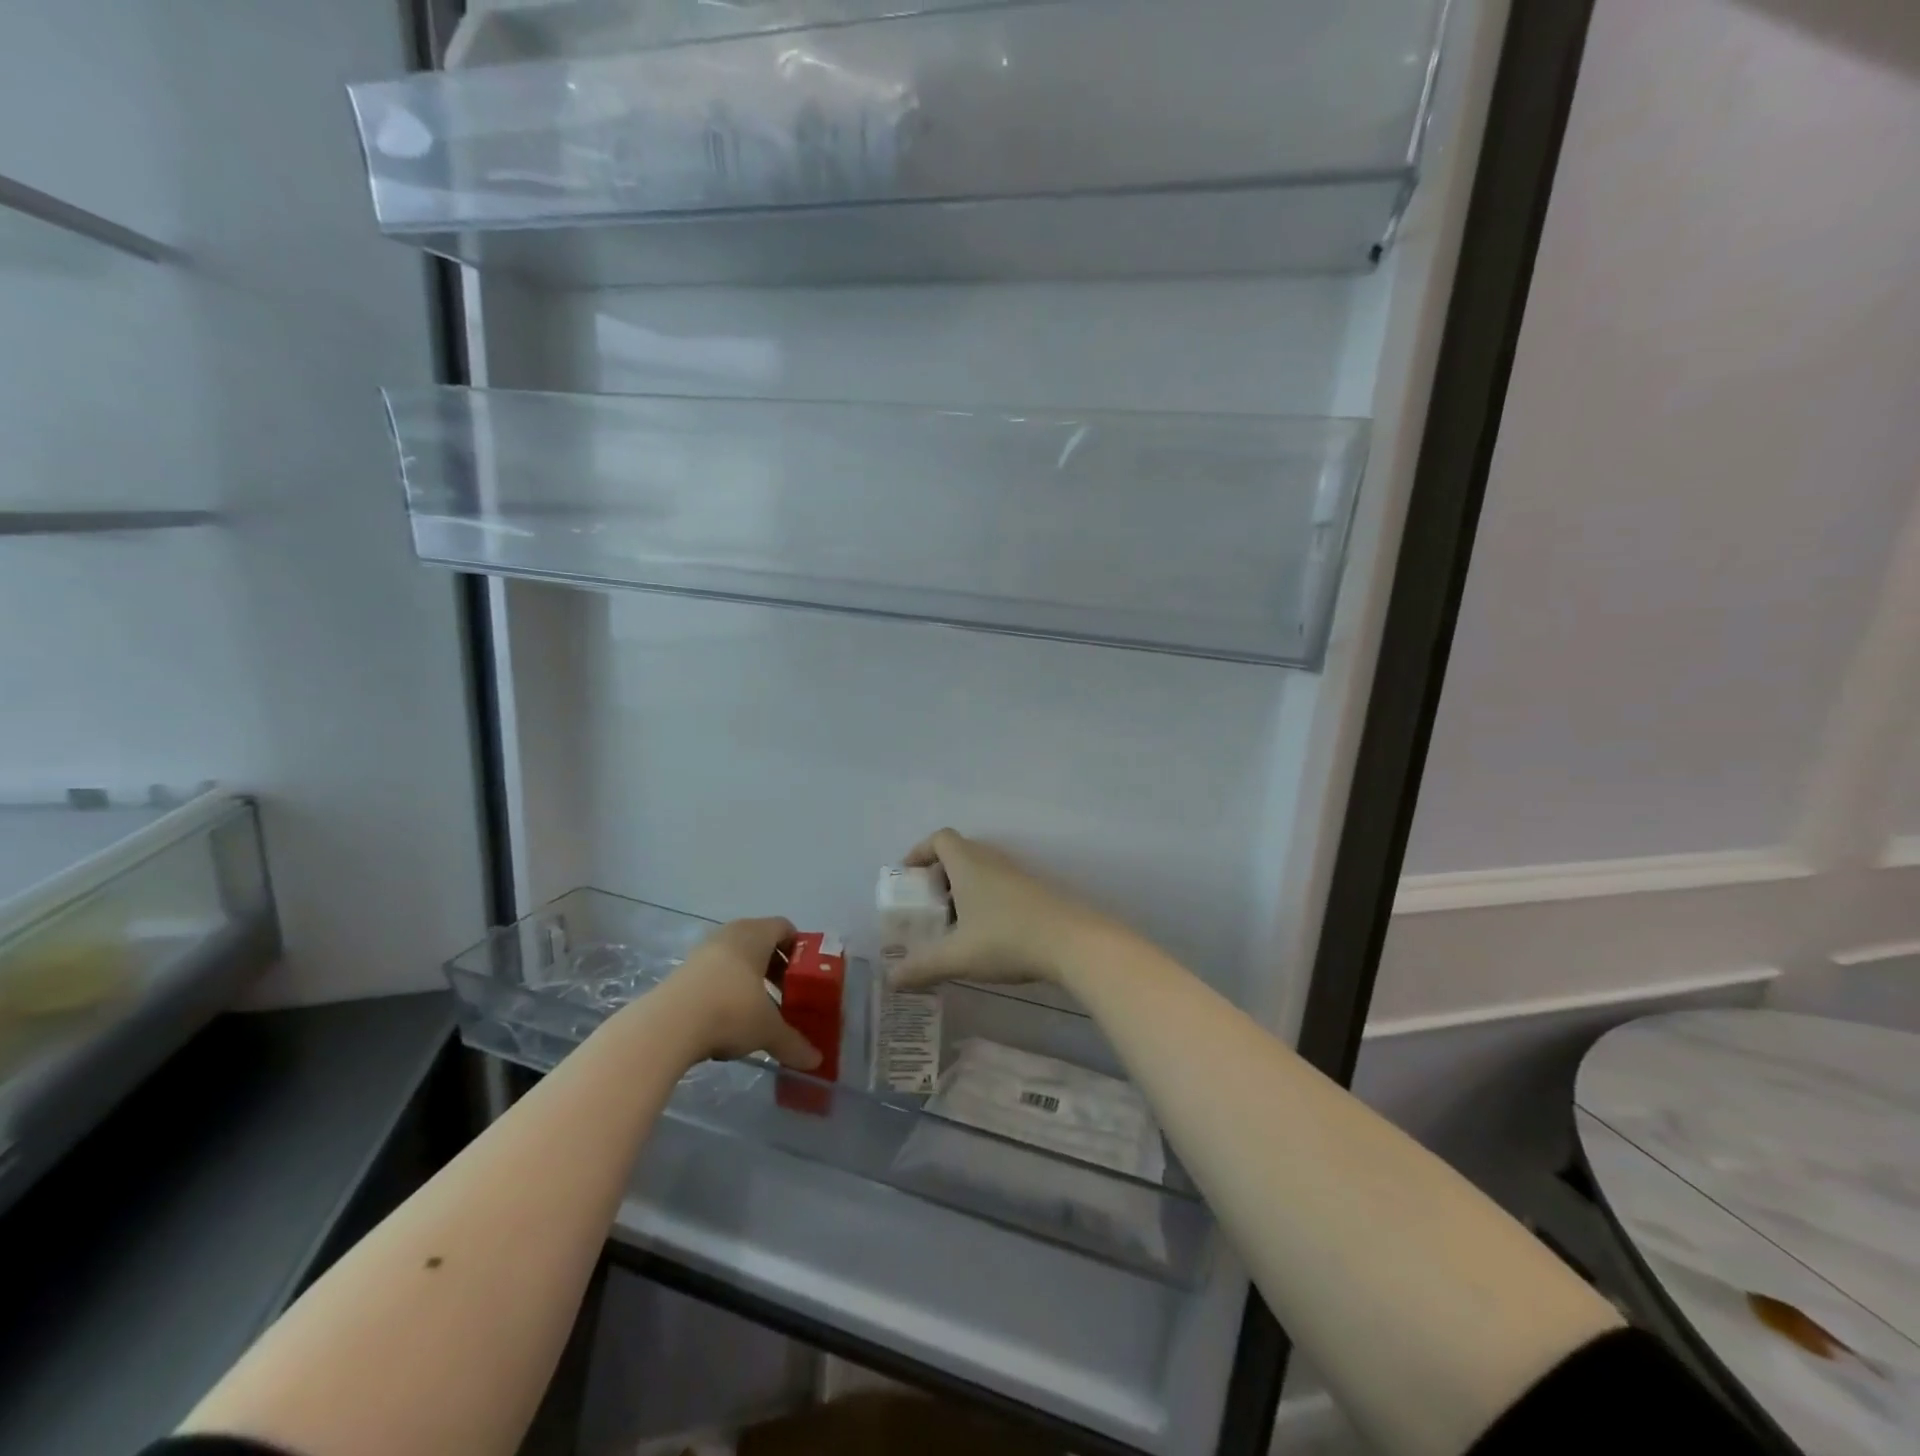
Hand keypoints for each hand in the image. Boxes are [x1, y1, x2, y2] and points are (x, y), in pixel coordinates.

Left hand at [656, 917, 822, 1071]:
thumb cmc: (730, 1011)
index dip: (798, 948)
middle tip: (786, 992)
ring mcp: (703, 951)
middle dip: (775, 965)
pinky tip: (727, 1015)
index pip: (784, 927)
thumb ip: (793, 1043)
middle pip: (760, 940)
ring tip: (757, 1007)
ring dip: (749, 976)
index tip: (805, 973)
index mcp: (756, 935)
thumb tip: (816, 1061)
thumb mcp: (767, 1029)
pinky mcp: (682, 971)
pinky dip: (726, 986)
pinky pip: (714, 971)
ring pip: (735, 956)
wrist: (667, 1025)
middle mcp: (730, 934)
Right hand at [891, 829, 1120, 990]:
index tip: (908, 877)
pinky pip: (999, 886)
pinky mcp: (1034, 892)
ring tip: (953, 926)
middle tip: (927, 907)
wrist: (1072, 942)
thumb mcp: (958, 956)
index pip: (939, 839)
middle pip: (959, 854)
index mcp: (968, 863)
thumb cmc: (1006, 938)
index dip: (920, 852)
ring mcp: (1016, 875)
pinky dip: (984, 902)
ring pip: (981, 872)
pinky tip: (984, 935)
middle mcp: (991, 860)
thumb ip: (922, 967)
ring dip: (963, 891)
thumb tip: (892, 980)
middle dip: (939, 877)